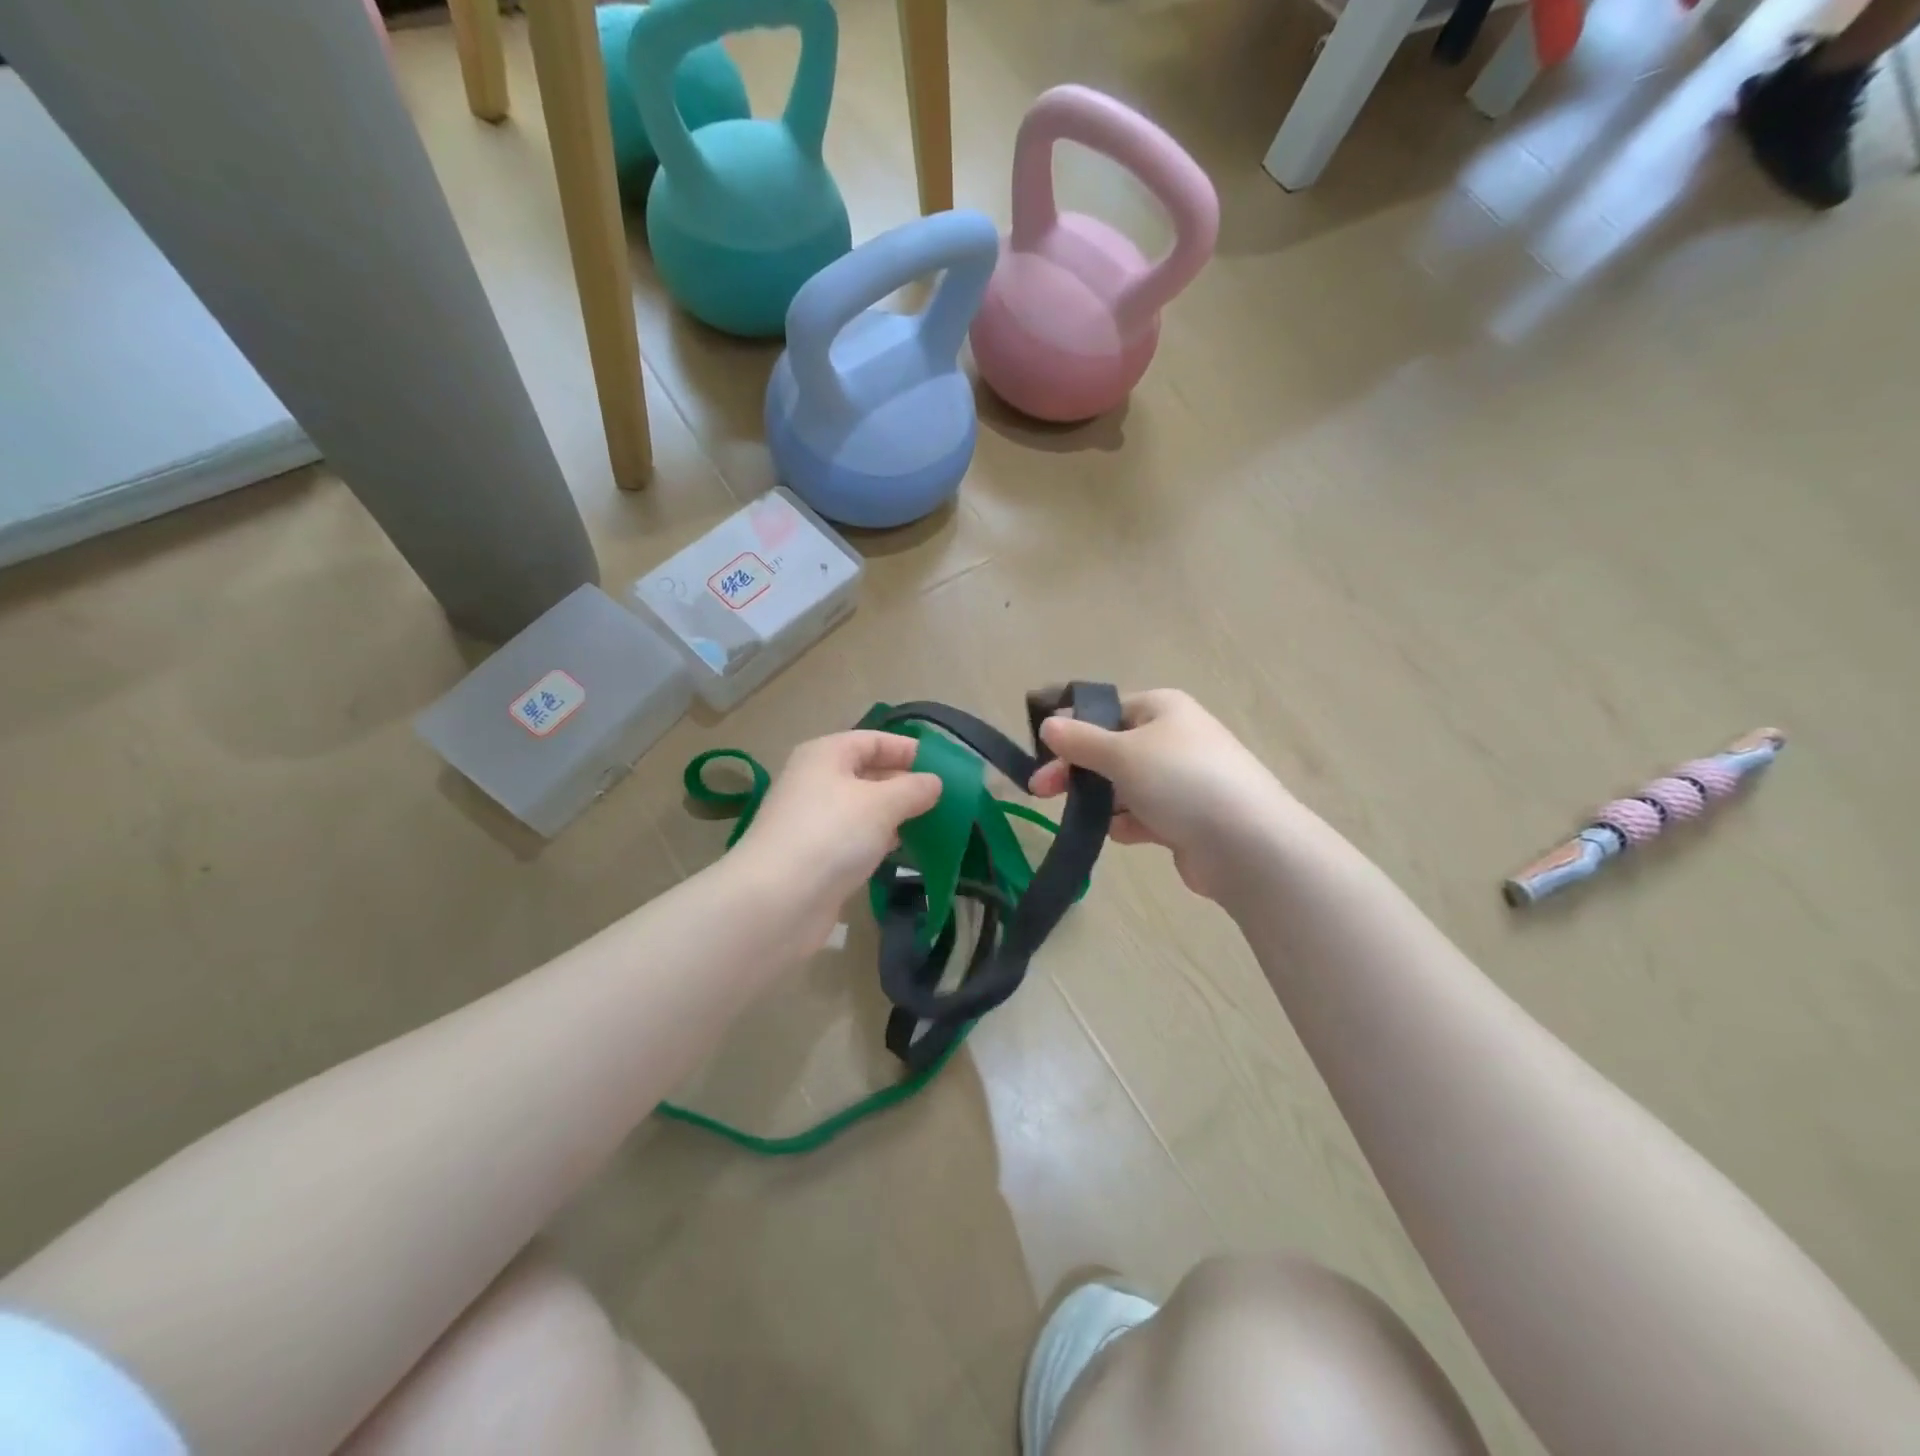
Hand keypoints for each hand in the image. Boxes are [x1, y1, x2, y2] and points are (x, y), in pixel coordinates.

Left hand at [733, 731, 941, 944]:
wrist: (776, 901)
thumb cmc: (832, 835)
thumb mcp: (881, 804)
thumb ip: (913, 789)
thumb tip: (934, 782)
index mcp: (825, 755)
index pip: (873, 740)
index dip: (907, 749)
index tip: (943, 767)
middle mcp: (815, 781)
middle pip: (867, 773)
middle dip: (904, 784)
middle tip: (943, 800)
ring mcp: (813, 821)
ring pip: (862, 809)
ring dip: (893, 815)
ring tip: (931, 824)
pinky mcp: (815, 857)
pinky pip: (853, 839)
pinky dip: (877, 842)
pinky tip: (901, 851)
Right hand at [1027, 690, 1294, 899]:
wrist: (1246, 844)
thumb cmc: (1180, 781)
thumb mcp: (1122, 753)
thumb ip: (1080, 740)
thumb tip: (1048, 724)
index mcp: (1163, 709)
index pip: (1108, 710)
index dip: (1073, 728)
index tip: (1042, 751)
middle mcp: (1173, 739)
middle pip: (1112, 749)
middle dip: (1077, 769)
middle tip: (1040, 791)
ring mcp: (1182, 780)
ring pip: (1125, 785)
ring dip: (1102, 800)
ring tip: (1082, 817)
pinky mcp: (1186, 818)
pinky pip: (1144, 814)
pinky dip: (1128, 823)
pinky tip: (1120, 834)